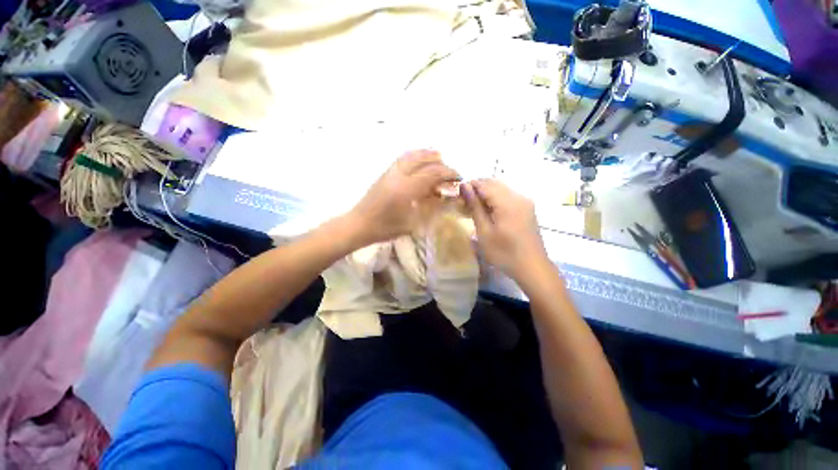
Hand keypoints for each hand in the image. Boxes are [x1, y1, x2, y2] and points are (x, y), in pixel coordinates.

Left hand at [348, 150, 459, 244]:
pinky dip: (415, 155)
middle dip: (441, 163)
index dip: (448, 173)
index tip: (459, 177)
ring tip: (438, 156)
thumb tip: (444, 197)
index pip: (433, 173)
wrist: (358, 224)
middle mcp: (399, 175)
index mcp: (406, 189)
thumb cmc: (385, 228)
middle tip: (450, 171)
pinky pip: (402, 158)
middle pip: (424, 160)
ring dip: (427, 154)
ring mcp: (390, 172)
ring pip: (412, 155)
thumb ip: (429, 208)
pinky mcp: (384, 173)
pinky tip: (419, 159)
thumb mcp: (412, 223)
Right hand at [461, 179, 547, 279]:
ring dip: (486, 194)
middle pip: (494, 183)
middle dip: (478, 189)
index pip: (484, 184)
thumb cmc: (504, 252)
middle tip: (465, 202)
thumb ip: (475, 207)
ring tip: (474, 207)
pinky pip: (509, 196)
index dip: (469, 186)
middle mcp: (518, 196)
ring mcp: (525, 202)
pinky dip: (496, 199)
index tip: (457, 194)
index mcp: (507, 202)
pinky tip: (489, 211)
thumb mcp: (484, 231)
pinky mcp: (527, 209)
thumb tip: (464, 186)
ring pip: (501, 189)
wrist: (532, 268)